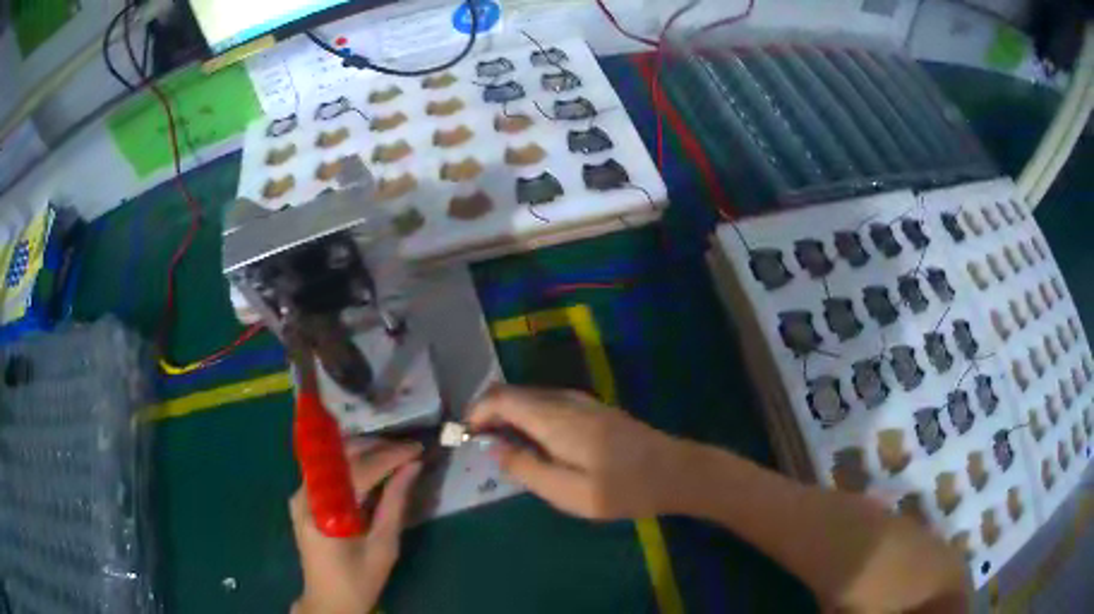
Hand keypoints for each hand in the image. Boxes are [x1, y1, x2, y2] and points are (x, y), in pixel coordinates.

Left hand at [290, 440, 422, 613]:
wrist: (329, 600)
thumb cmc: (359, 579)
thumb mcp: (384, 547)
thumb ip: (395, 504)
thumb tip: (412, 468)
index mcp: (325, 512)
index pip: (358, 470)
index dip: (389, 455)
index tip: (416, 449)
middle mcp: (306, 495)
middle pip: (340, 456)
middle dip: (376, 447)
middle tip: (407, 449)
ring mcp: (300, 494)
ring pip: (332, 459)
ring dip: (363, 452)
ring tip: (394, 454)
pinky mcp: (303, 499)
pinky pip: (328, 471)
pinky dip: (351, 464)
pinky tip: (372, 467)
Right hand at [468, 385, 682, 519]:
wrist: (676, 472)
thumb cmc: (623, 488)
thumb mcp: (568, 492)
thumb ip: (526, 469)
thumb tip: (494, 449)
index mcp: (554, 417)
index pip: (501, 398)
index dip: (476, 413)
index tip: (464, 437)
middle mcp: (565, 400)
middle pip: (514, 394)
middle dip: (489, 414)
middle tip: (479, 446)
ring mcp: (582, 401)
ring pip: (531, 398)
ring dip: (509, 416)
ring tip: (502, 448)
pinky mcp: (593, 409)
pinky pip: (548, 404)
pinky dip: (529, 417)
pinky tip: (535, 444)